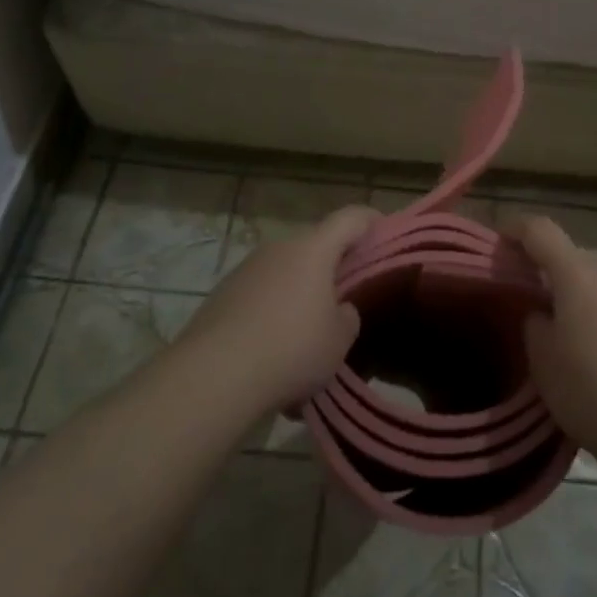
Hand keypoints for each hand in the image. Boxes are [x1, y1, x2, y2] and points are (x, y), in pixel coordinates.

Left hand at [178, 207, 376, 411]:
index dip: (371, 221)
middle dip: (333, 264)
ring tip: (308, 332)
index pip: (351, 218)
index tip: (384, 233)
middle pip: (315, 245)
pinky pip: (260, 295)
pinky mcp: (222, 295)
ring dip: (300, 291)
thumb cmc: (290, 350)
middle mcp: (278, 249)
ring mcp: (246, 270)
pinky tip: (274, 351)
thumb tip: (338, 309)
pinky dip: (273, 312)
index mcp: (313, 249)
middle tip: (348, 293)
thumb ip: (347, 317)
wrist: (212, 377)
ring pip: (285, 272)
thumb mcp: (339, 340)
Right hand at [510, 214, 596, 457]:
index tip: (498, 244)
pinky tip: (594, 348)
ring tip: (560, 328)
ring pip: (595, 279)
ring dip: (575, 291)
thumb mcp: (543, 359)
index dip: (515, 229)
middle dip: (545, 269)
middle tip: (526, 298)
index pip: (540, 230)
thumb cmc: (591, 389)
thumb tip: (543, 313)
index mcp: (578, 272)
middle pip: (570, 255)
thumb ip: (534, 322)